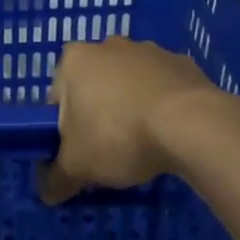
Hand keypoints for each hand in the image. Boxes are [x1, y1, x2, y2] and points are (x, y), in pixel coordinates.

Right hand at [39, 36, 225, 203]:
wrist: (192, 125)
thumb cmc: (119, 136)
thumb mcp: (76, 167)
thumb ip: (55, 179)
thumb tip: (47, 193)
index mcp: (74, 60)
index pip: (56, 99)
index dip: (62, 131)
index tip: (78, 155)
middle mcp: (108, 46)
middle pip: (93, 88)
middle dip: (97, 116)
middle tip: (108, 153)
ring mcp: (149, 51)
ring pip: (128, 86)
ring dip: (130, 109)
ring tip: (143, 146)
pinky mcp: (182, 63)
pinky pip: (161, 89)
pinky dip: (161, 107)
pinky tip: (169, 134)